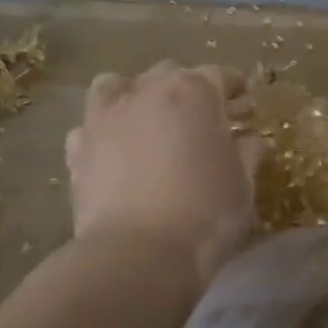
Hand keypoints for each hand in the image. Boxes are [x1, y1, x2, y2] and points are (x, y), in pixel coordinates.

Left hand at [64, 63, 259, 288]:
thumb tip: (250, 140)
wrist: (140, 253)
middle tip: (201, 116)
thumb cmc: (207, 213)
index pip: (219, 75)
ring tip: (147, 120)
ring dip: (134, 95)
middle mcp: (147, 92)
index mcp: (194, 92)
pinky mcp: (78, 148)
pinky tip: (115, 150)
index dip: (233, 87)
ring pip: (116, 85)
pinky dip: (104, 131)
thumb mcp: (244, 183)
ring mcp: (106, 117)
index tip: (243, 101)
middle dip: (187, 88)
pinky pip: (90, 126)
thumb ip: (248, 152)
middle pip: (168, 74)